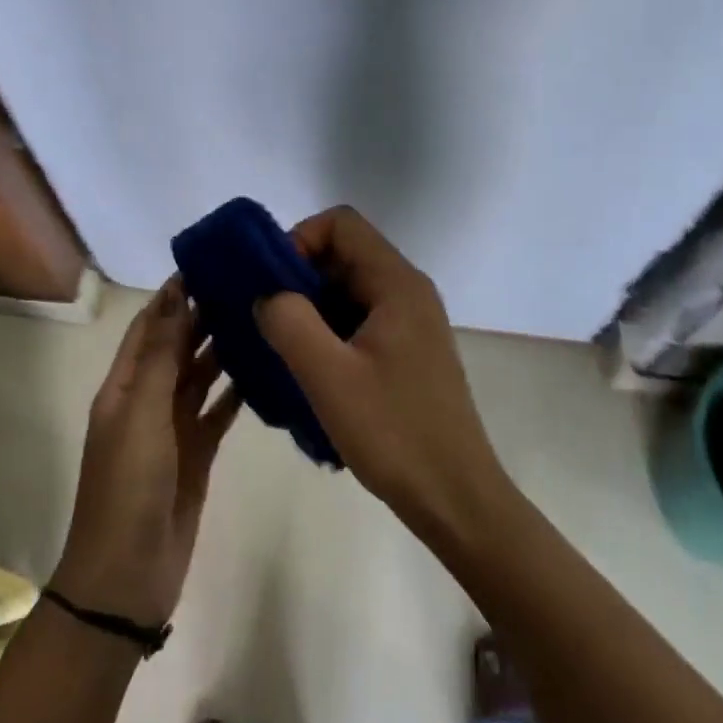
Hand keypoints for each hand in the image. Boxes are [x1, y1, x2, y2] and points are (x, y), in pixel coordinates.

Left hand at [52, 278, 240, 628]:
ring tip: (260, 317)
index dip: (173, 295)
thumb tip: (174, 294)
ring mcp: (173, 428)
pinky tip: (263, 370)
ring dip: (223, 349)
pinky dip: (236, 391)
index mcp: (124, 386)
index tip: (209, 263)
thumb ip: (162, 355)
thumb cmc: (128, 487)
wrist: (127, 577)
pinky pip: (219, 411)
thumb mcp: (142, 413)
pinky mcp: (198, 453)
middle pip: (178, 347)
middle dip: (204, 316)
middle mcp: (147, 400)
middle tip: (247, 285)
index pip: (150, 326)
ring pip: (201, 376)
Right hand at [254, 206, 509, 539]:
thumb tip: (267, 295)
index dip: (299, 240)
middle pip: (343, 256)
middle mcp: (408, 292)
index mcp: (397, 283)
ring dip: (311, 312)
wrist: (455, 498)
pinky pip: (359, 323)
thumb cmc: (394, 432)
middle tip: (267, 321)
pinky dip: (329, 335)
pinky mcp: (408, 353)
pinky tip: (311, 375)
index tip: (272, 284)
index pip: (341, 224)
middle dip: (298, 279)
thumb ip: (289, 321)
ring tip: (282, 351)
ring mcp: (411, 323)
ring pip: (348, 292)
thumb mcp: (328, 376)